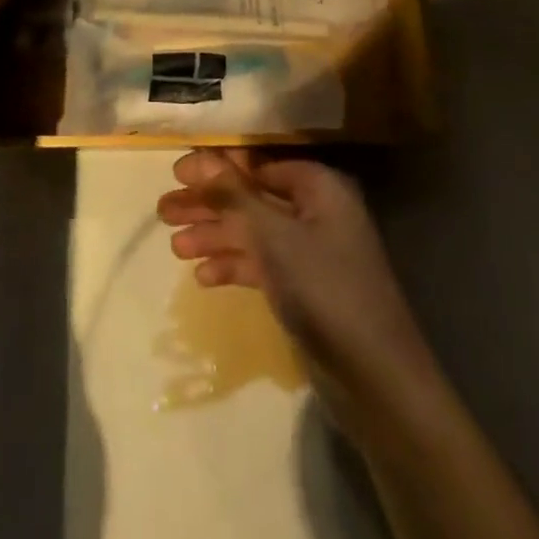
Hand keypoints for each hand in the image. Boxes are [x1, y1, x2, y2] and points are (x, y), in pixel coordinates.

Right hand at [158, 150, 429, 385]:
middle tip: (164, 212)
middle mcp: (316, 212)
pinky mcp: (305, 288)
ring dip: (216, 237)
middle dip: (210, 204)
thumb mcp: (274, 236)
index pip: (259, 164)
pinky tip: (202, 278)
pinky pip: (263, 265)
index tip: (177, 173)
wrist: (375, 378)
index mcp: (318, 187)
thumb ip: (235, 196)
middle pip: (253, 198)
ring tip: (174, 247)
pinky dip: (235, 267)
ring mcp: (311, 252)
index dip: (218, 167)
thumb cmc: (324, 288)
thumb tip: (201, 160)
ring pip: (254, 233)